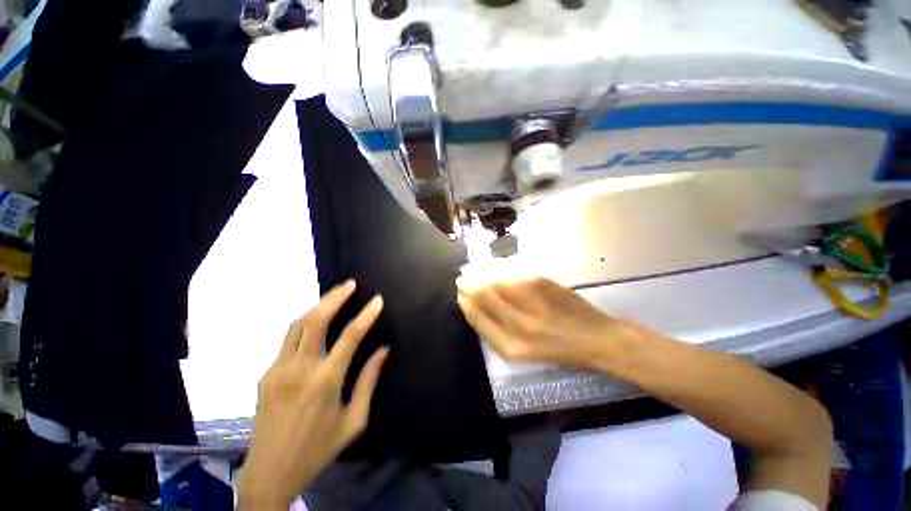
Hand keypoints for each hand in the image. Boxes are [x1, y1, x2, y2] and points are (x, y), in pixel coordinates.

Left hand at [238, 280, 388, 509]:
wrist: (268, 473)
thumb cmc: (318, 449)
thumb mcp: (353, 421)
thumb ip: (368, 381)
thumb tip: (383, 350)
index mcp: (325, 382)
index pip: (349, 336)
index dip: (366, 315)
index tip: (377, 300)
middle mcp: (299, 369)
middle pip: (315, 320)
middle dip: (334, 297)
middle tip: (350, 284)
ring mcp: (277, 369)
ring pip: (297, 325)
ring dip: (317, 305)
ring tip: (335, 295)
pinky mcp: (266, 374)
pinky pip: (288, 340)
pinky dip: (306, 324)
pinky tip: (316, 322)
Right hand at [456, 276, 643, 368]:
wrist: (594, 339)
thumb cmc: (556, 349)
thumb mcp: (522, 351)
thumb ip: (496, 330)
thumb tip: (475, 306)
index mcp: (510, 346)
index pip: (477, 318)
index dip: (465, 303)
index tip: (459, 293)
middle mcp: (517, 324)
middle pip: (482, 297)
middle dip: (468, 285)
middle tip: (462, 278)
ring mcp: (530, 301)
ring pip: (494, 283)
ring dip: (480, 275)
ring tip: (472, 272)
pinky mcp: (540, 283)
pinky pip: (510, 276)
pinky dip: (497, 272)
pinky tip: (492, 270)